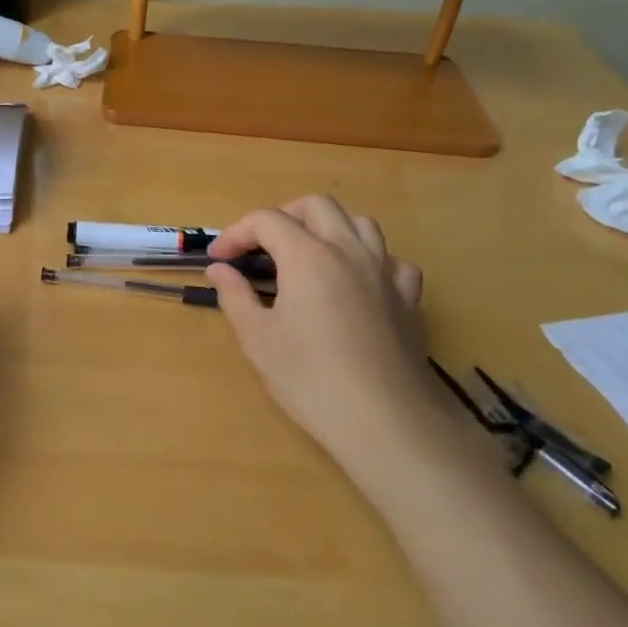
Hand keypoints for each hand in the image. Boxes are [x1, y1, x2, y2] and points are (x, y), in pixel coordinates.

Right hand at [206, 196, 435, 474]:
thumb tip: (219, 269)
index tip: (219, 259)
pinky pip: (392, 260)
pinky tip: (357, 283)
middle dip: (282, 217)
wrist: (384, 420)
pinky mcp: (408, 298)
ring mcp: (385, 272)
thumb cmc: (310, 378)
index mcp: (308, 256)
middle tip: (260, 248)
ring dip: (328, 229)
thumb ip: (235, 296)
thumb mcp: (258, 338)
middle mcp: (349, 251)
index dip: (236, 233)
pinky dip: (369, 260)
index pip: (266, 220)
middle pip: (316, 206)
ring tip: (307, 256)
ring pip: (359, 223)